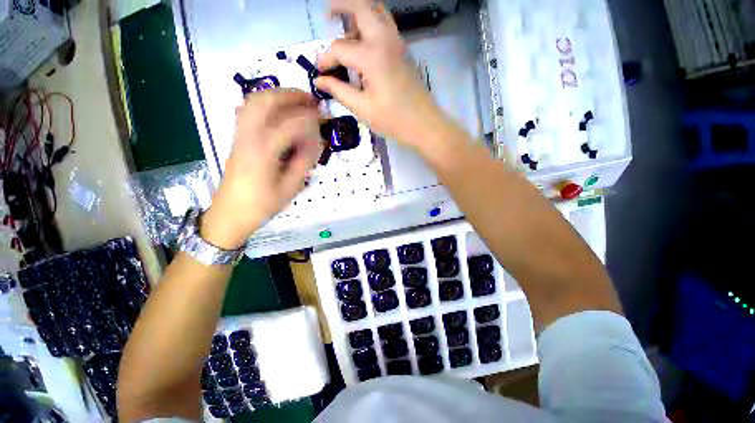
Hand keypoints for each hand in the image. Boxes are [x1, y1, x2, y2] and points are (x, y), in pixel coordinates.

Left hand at [202, 89, 322, 248]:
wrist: (230, 213)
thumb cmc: (262, 204)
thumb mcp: (290, 187)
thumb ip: (304, 162)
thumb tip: (315, 142)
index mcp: (264, 151)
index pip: (290, 124)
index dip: (309, 118)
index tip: (323, 118)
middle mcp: (248, 136)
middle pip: (265, 101)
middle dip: (290, 95)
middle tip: (310, 98)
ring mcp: (239, 135)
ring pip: (254, 101)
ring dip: (277, 95)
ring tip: (296, 99)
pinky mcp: (237, 137)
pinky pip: (248, 110)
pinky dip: (265, 103)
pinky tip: (278, 109)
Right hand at [314, 0, 453, 150]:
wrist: (424, 124)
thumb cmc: (394, 120)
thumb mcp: (363, 109)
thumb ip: (339, 91)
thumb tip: (320, 81)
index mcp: (372, 57)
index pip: (340, 49)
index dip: (326, 60)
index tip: (320, 73)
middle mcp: (385, 41)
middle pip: (362, 7)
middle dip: (342, 5)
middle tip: (328, 15)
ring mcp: (397, 44)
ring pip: (377, 12)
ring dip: (359, 13)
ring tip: (344, 28)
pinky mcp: (403, 51)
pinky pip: (385, 26)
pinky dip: (371, 24)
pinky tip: (363, 43)